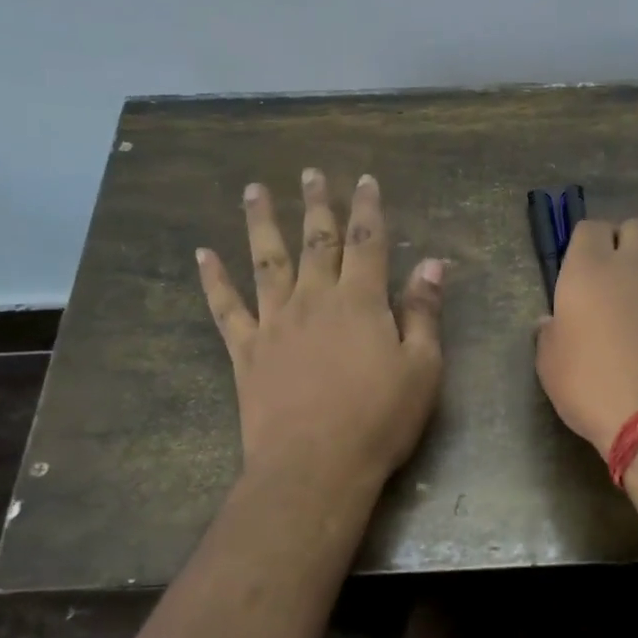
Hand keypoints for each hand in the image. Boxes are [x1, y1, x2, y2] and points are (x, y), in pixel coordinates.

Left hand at [198, 170, 443, 488]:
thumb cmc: (379, 420)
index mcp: (360, 302)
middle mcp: (314, 300)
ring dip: (261, 223)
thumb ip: (424, 313)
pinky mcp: (246, 352)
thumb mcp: (422, 368)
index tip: (364, 179)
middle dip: (317, 205)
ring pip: (266, 261)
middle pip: (316, 242)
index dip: (367, 208)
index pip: (367, 242)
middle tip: (310, 172)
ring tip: (255, 191)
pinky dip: (214, 280)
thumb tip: (432, 265)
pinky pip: (226, 308)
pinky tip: (204, 255)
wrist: (316, 466)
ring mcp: (274, 323)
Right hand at [535, 218, 637, 452]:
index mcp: (591, 269)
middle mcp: (636, 266)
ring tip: (635, 314)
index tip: (577, 272)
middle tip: (610, 280)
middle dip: (623, 243)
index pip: (590, 229)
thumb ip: (550, 335)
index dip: (583, 245)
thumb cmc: (593, 386)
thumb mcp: (551, 366)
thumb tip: (552, 320)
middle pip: (635, 227)